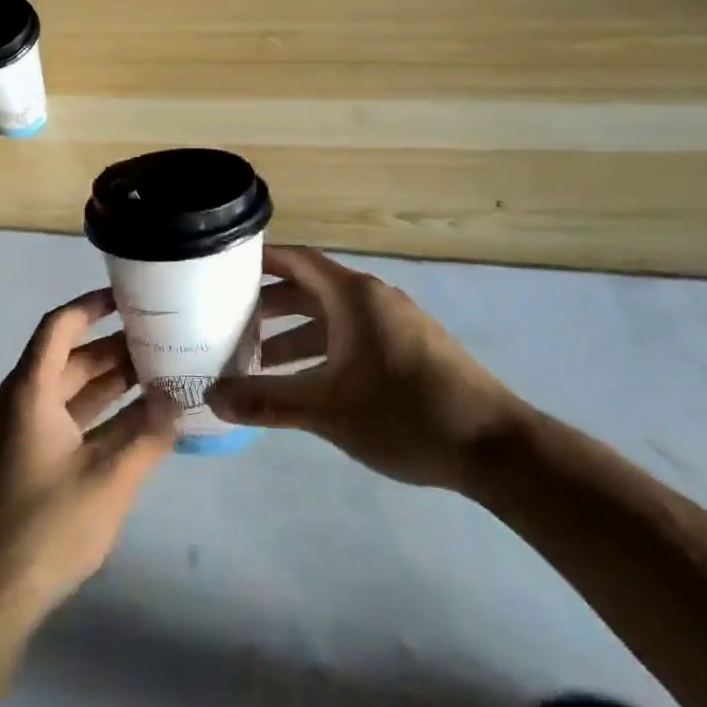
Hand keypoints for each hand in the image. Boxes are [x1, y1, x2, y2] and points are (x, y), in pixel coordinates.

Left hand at [0, 289, 176, 627]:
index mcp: (31, 392)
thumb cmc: (45, 527)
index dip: (91, 306)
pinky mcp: (29, 465)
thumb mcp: (108, 479)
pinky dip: (102, 418)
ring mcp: (24, 436)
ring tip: (162, 375)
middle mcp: (23, 404)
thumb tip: (178, 399)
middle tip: (163, 340)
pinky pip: (70, 423)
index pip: (59, 327)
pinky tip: (140, 424)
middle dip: (115, 348)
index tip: (129, 297)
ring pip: (72, 393)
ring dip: (112, 384)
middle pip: (70, 359)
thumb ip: (147, 435)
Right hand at [206, 246, 521, 489]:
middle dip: (268, 303)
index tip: (221, 268)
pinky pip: (352, 336)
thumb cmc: (404, 412)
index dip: (259, 260)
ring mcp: (394, 324)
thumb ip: (266, 401)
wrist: (494, 447)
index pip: (296, 260)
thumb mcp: (326, 409)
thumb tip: (212, 398)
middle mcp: (373, 299)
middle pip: (310, 288)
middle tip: (227, 320)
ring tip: (257, 358)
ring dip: (294, 332)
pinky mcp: (408, 350)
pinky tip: (306, 381)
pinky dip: (322, 349)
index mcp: (353, 296)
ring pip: (331, 317)